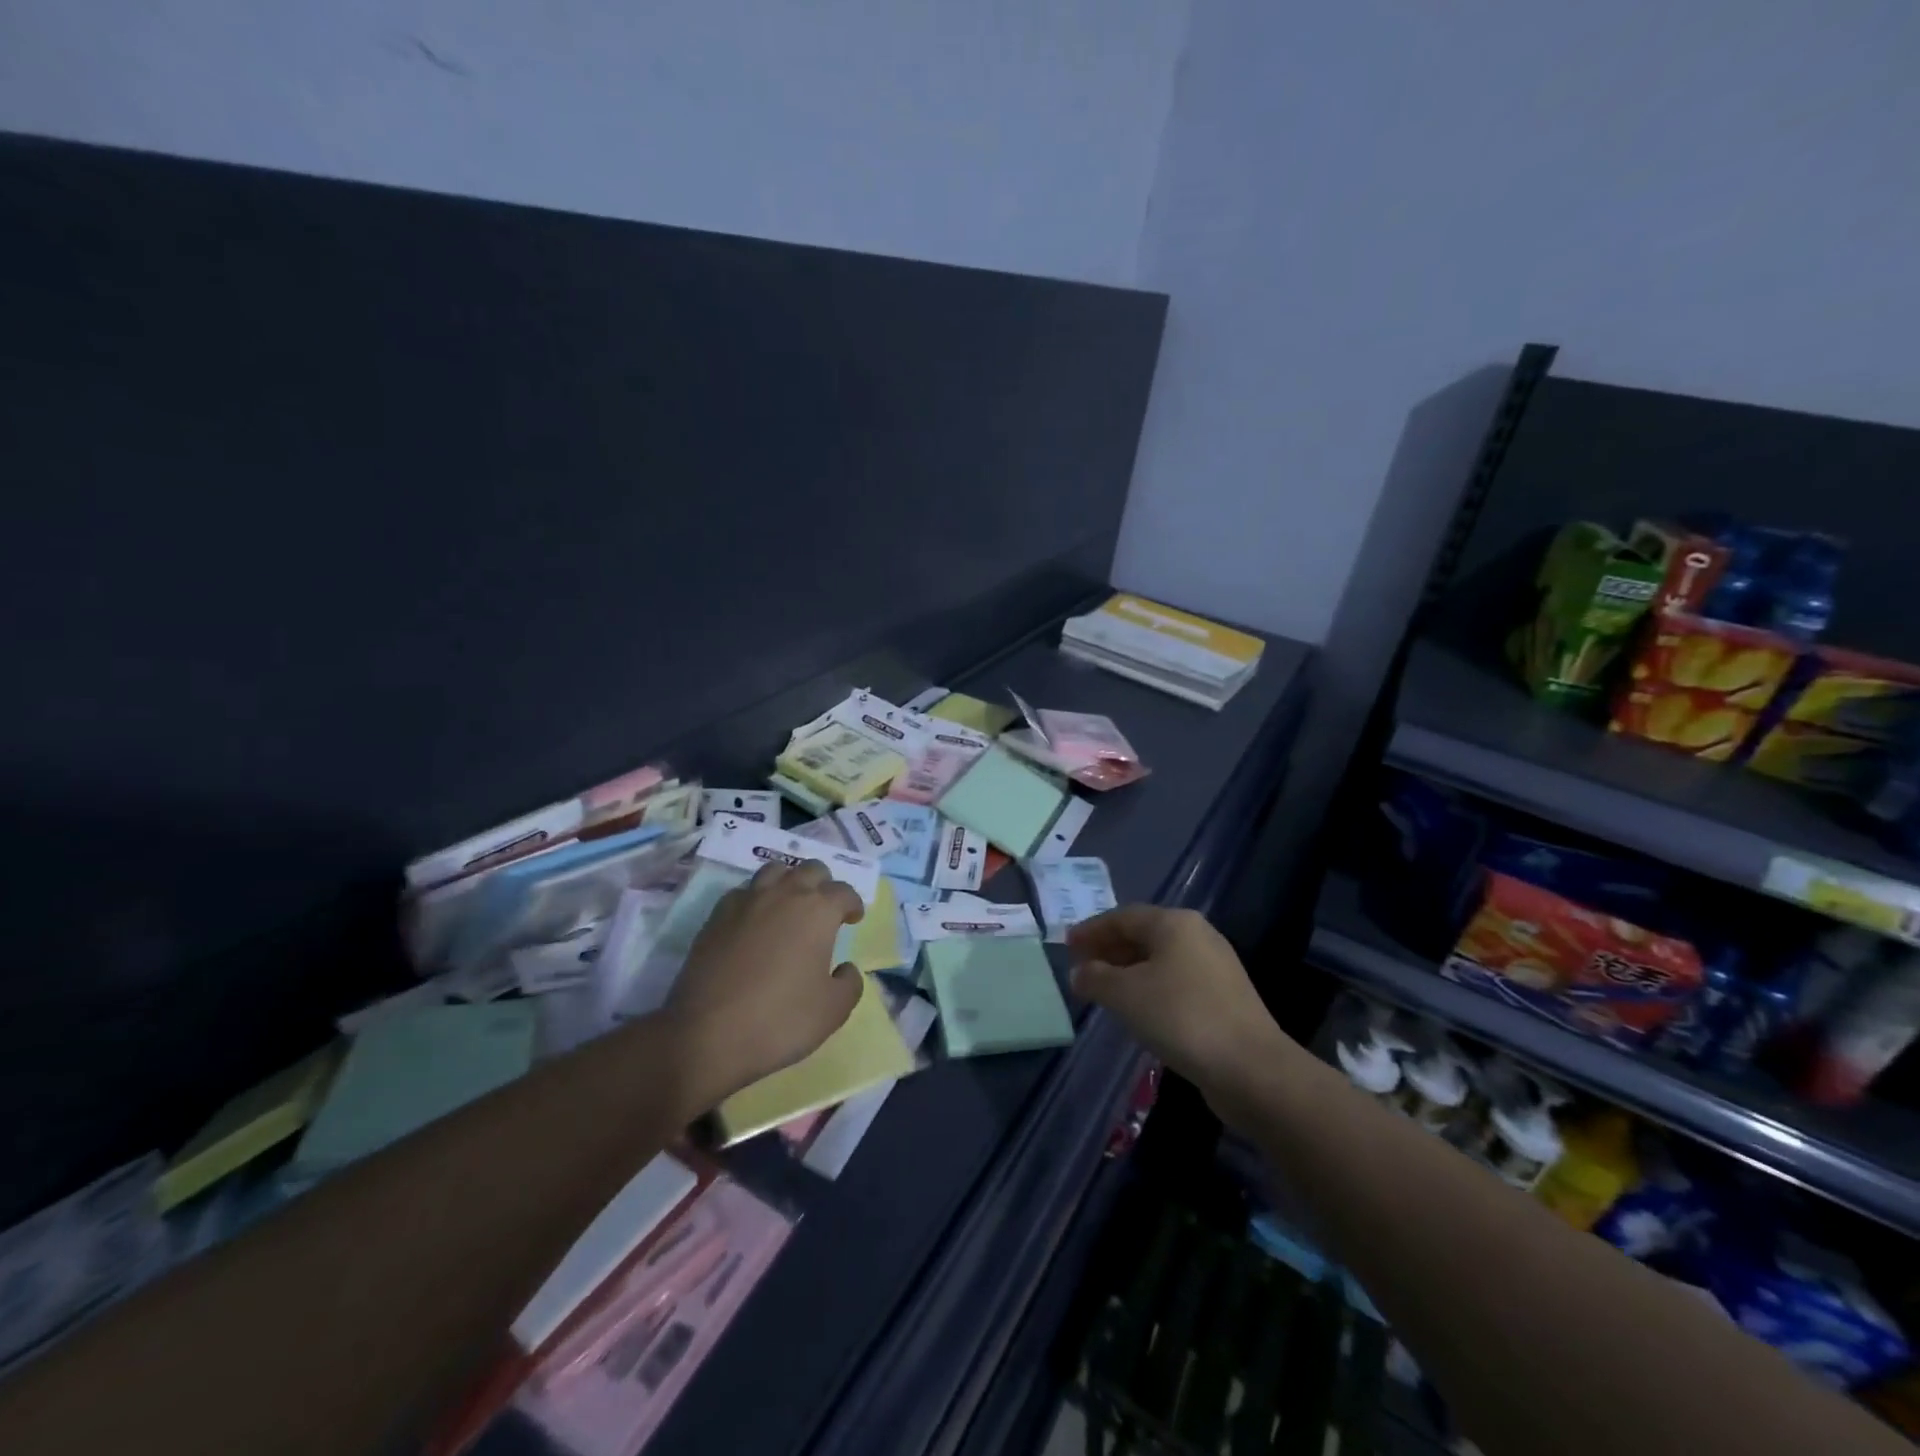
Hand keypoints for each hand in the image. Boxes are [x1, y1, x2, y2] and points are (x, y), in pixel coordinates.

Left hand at [662, 860, 864, 1110]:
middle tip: (824, 909)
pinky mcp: (716, 915)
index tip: (853, 919)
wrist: (708, 1034)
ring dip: (789, 881)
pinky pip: (744, 891)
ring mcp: (747, 901)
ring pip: (775, 871)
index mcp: (818, 910)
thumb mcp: (833, 1011)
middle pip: (811, 870)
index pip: (844, 891)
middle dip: (823, 884)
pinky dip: (757, 898)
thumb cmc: (780, 1020)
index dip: (853, 904)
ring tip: (790, 905)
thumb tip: (845, 968)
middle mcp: (784, 894)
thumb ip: (849, 983)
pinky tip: (755, 920)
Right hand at [1067, 906, 1297, 1111]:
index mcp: (1175, 923)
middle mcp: (1198, 935)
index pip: (1123, 917)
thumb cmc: (1180, 1017)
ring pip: (1160, 960)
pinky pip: (1176, 981)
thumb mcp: (1125, 995)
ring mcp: (1215, 966)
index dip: (1091, 930)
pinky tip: (1137, 1011)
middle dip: (1109, 950)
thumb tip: (1078, 972)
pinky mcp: (1225, 997)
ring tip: (1103, 991)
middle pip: (1143, 935)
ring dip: (1128, 971)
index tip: (1067, 947)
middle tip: (1081, 968)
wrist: (1251, 1068)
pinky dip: (1150, 988)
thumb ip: (1095, 978)